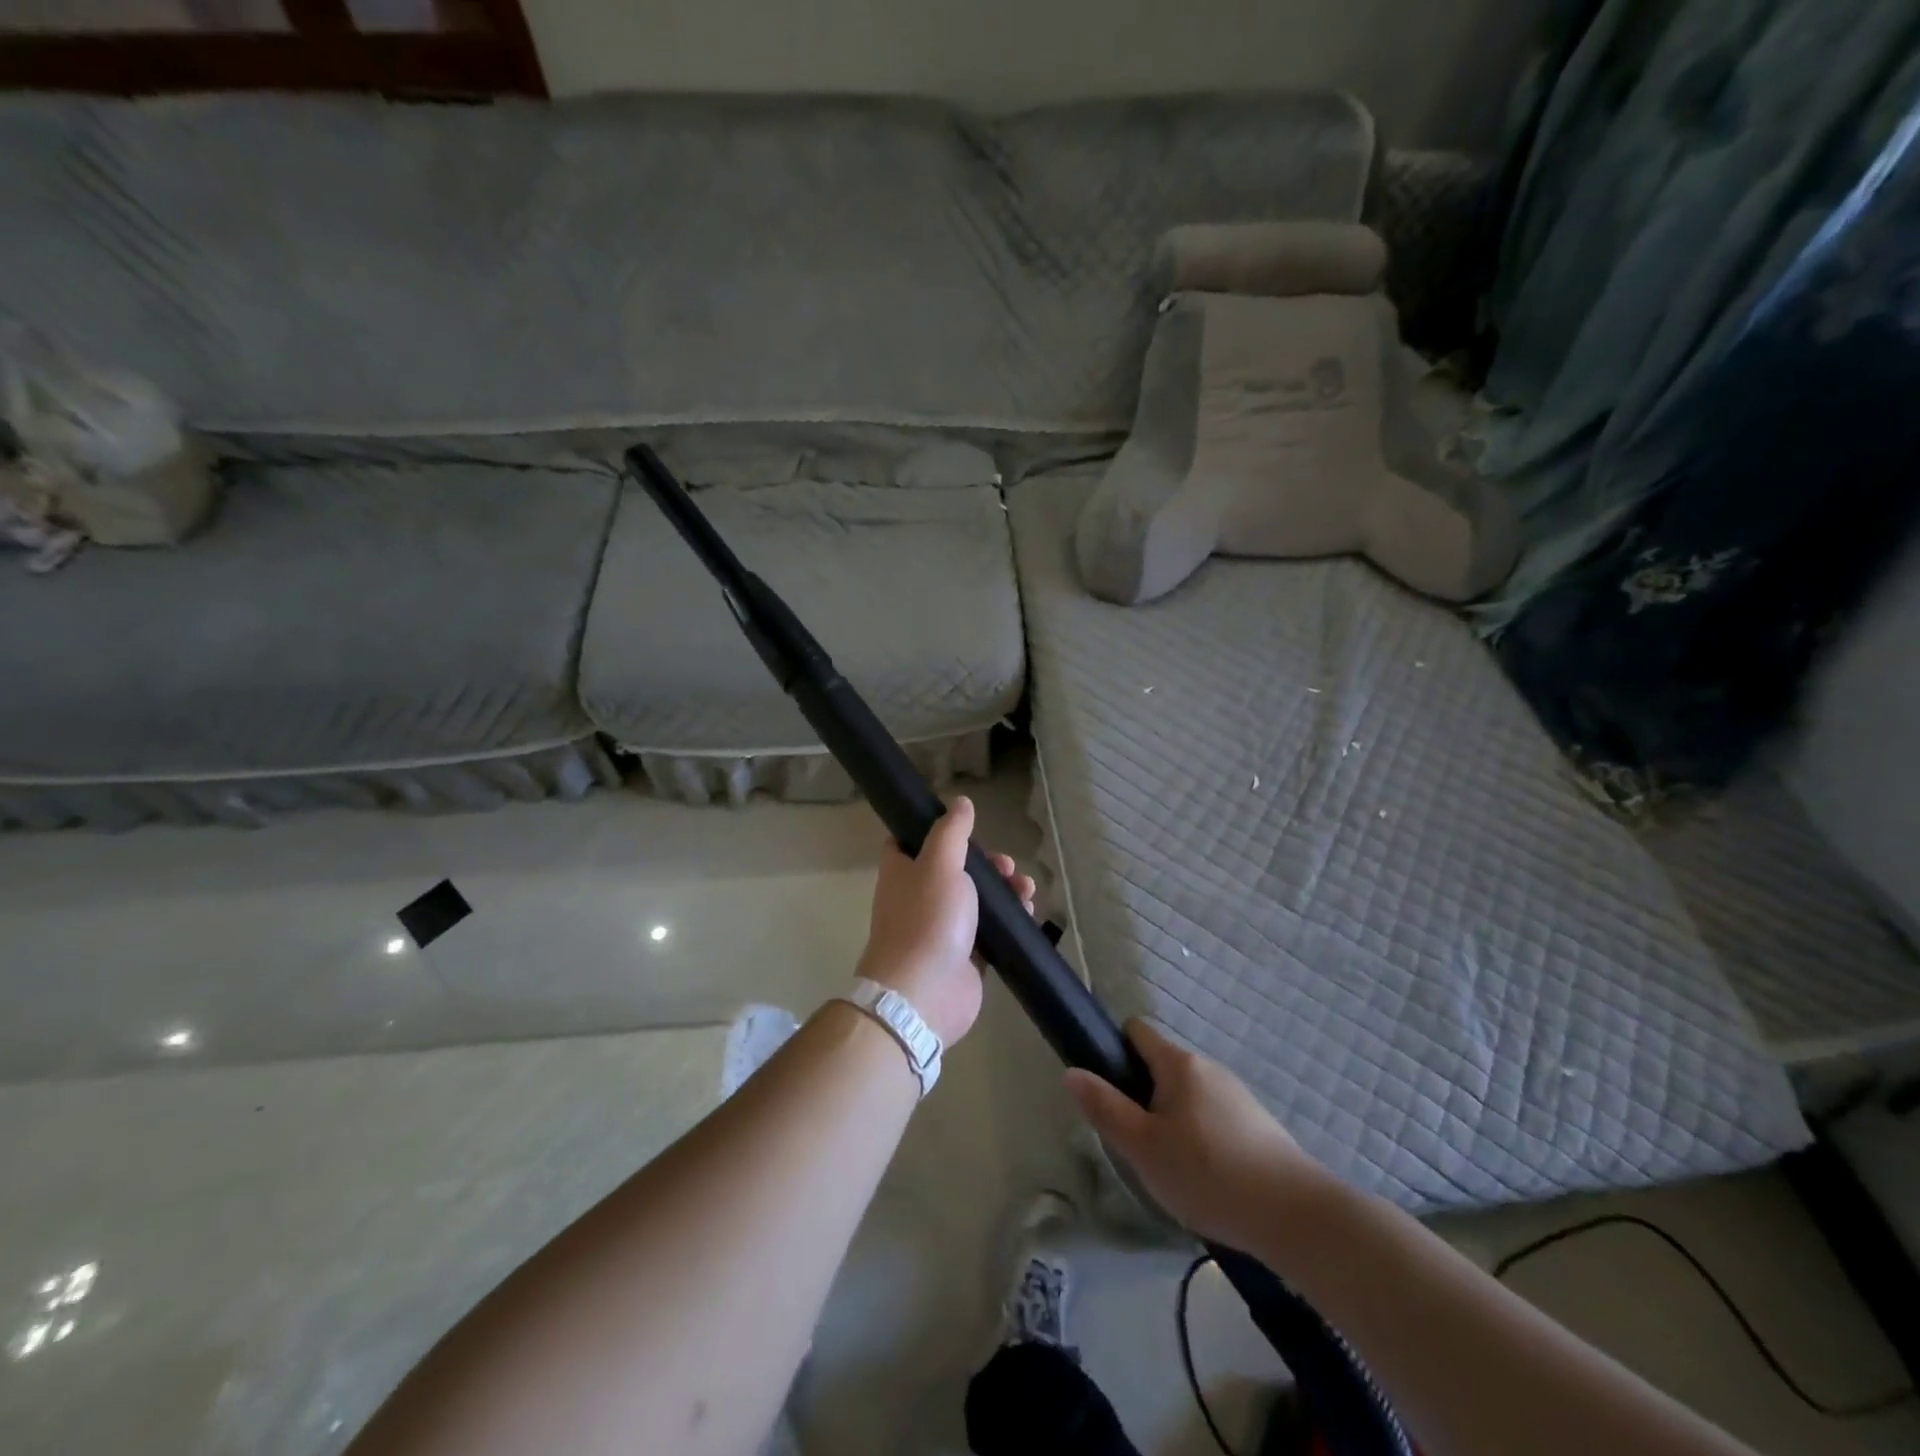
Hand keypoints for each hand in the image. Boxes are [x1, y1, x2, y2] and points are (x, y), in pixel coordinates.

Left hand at [856, 795, 1034, 1046]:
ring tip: (1026, 890)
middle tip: (1006, 866)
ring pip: (977, 900)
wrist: (925, 993)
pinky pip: (991, 931)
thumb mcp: (939, 863)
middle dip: (986, 864)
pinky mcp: (966, 957)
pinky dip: (1010, 920)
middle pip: (955, 870)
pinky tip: (1028, 914)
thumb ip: (951, 832)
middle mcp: (919, 897)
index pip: (911, 842)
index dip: (936, 831)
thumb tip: (960, 802)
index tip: (966, 828)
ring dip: (1004, 890)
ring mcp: (943, 929)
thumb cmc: (927, 919)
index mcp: (903, 872)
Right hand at [1065, 1019, 1334, 1250]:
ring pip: (1187, 1095)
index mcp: (1178, 1063)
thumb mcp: (1143, 1147)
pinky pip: (1213, 1117)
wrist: (1293, 1215)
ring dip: (1171, 1120)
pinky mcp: (1257, 1124)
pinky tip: (1204, 1178)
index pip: (1137, 1032)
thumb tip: (1072, 1072)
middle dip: (1142, 1096)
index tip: (1106, 1088)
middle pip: (1161, 1067)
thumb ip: (1105, 1108)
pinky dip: (1200, 1137)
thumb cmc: (1207, 1173)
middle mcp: (1208, 1067)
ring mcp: (1237, 1094)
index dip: (1114, 1051)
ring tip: (1169, 1167)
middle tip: (1134, 1142)